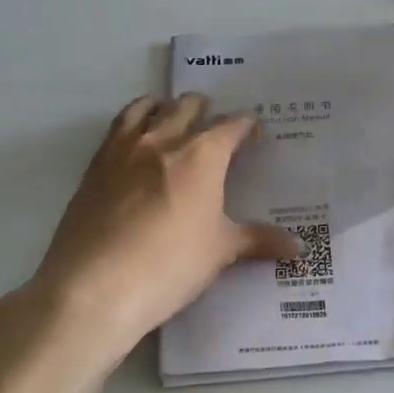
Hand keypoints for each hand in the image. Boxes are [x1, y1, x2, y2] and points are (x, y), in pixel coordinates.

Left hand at [21, 94, 299, 359]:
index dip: (247, 126)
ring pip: (146, 107)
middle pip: (188, 106)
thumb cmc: (170, 265)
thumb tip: (299, 247)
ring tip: (172, 119)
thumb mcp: (220, 252)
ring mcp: (123, 150)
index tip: (254, 134)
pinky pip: (116, 129)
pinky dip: (132, 124)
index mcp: (202, 155)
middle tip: (215, 127)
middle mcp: (163, 140)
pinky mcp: (94, 166)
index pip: (232, 126)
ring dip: (164, 107)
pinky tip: (135, 146)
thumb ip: (258, 241)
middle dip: (206, 110)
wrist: (94, 286)